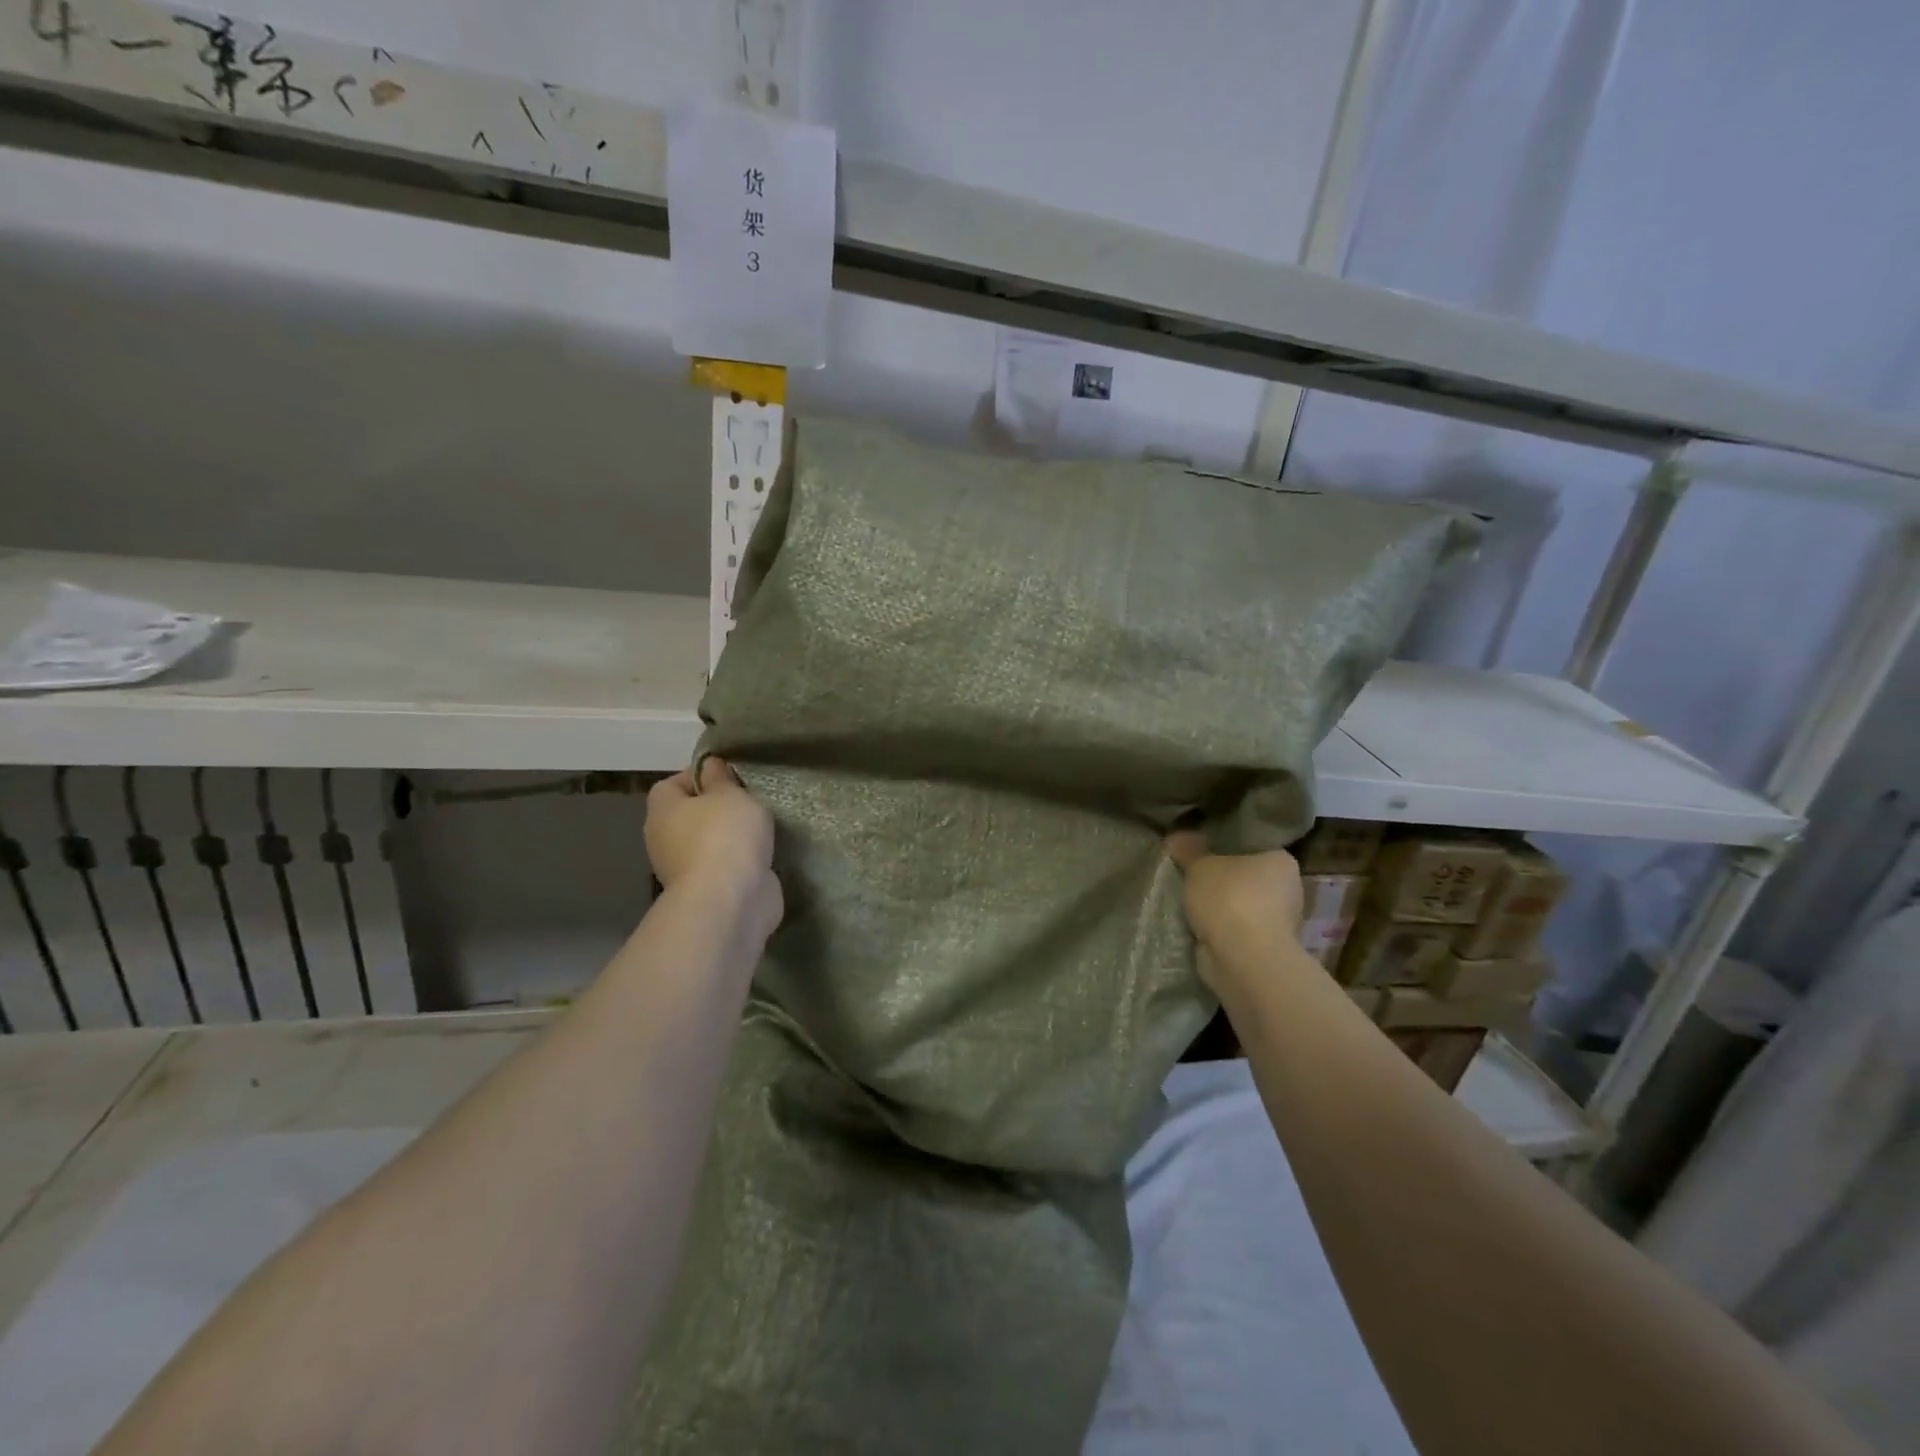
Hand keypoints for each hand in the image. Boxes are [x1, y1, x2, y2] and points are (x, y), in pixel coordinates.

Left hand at [646, 758, 781, 937]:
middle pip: (691, 814)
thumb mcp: (730, 794)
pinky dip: (740, 861)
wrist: (731, 900)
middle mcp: (665, 839)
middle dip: (719, 808)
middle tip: (750, 801)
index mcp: (663, 810)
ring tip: (763, 827)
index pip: (673, 783)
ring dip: (731, 837)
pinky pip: (724, 866)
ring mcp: (684, 869)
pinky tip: (763, 854)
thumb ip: (721, 778)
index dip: (700, 776)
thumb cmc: (725, 836)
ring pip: (709, 842)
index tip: (731, 777)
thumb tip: (709, 765)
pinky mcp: (707, 891)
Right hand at [1166, 831, 1304, 992]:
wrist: (1243, 959)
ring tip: (1187, 900)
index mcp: (1281, 860)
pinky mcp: (1265, 948)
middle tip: (1189, 872)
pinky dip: (1220, 929)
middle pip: (1246, 876)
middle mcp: (1287, 889)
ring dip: (1219, 906)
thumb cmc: (1229, 899)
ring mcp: (1279, 922)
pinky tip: (1197, 925)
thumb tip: (1176, 836)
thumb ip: (1188, 849)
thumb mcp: (1199, 865)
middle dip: (1221, 877)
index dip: (1225, 844)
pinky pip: (1236, 929)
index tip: (1201, 846)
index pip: (1252, 844)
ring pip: (1240, 904)